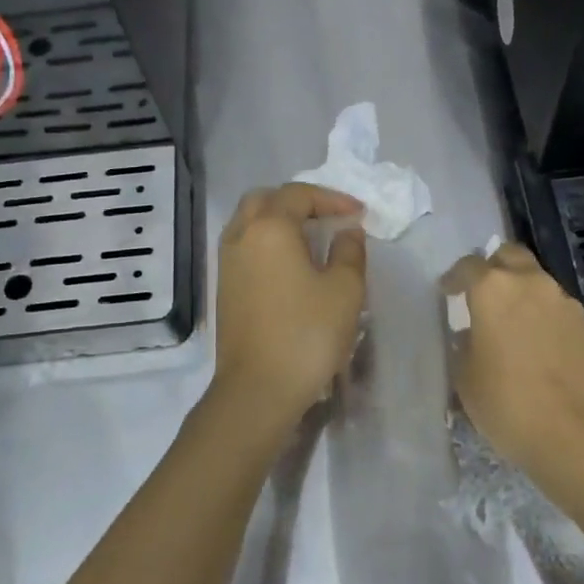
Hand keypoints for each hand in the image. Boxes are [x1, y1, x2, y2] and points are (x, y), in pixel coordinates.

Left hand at [211, 183, 367, 426]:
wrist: (258, 388)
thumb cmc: (307, 334)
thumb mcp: (345, 290)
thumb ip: (349, 251)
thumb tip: (347, 231)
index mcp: (270, 228)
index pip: (299, 194)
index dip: (332, 198)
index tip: (358, 214)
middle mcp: (241, 236)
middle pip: (265, 199)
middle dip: (298, 202)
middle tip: (328, 217)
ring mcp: (227, 263)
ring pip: (249, 222)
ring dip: (279, 220)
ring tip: (311, 238)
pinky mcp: (224, 288)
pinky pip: (244, 247)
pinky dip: (267, 242)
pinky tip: (290, 265)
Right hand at [443, 243, 583, 491]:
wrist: (578, 433)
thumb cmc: (508, 403)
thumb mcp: (465, 379)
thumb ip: (462, 347)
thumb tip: (468, 336)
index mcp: (494, 288)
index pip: (468, 266)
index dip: (454, 278)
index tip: (446, 293)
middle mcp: (531, 283)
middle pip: (509, 256)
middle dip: (492, 268)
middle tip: (480, 295)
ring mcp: (563, 302)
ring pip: (536, 280)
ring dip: (519, 291)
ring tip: (506, 323)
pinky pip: (554, 306)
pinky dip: (539, 314)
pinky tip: (531, 344)